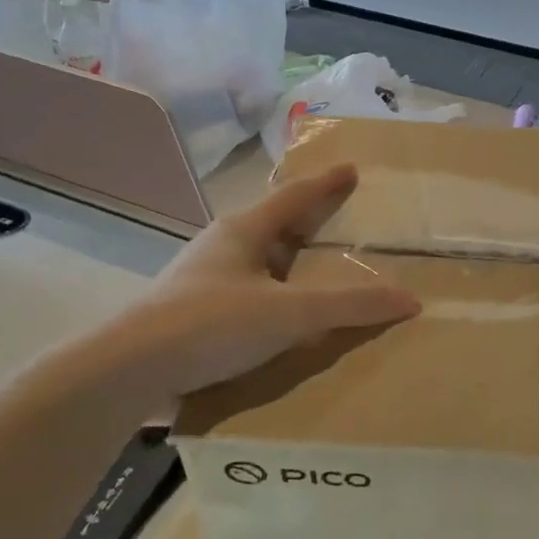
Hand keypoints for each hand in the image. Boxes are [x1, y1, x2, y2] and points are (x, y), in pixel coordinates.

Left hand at [64, 164, 419, 399]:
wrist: (128, 370)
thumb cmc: (212, 323)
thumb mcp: (290, 313)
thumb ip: (349, 306)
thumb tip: (410, 299)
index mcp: (245, 230)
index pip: (296, 197)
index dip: (327, 184)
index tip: (350, 169)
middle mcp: (223, 246)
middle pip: (275, 224)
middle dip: (308, 221)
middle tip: (340, 221)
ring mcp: (203, 278)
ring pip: (257, 259)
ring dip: (287, 260)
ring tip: (316, 270)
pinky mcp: (192, 311)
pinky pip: (245, 289)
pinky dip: (271, 292)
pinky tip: (280, 315)